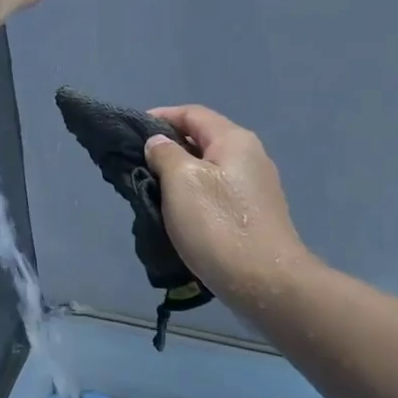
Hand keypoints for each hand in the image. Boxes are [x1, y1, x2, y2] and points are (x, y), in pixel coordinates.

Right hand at [144, 105, 311, 311]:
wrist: (266, 283)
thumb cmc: (219, 226)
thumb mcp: (181, 182)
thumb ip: (165, 154)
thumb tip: (159, 143)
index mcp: (234, 140)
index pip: (192, 114)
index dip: (160, 117)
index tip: (131, 133)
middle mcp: (250, 156)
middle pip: (202, 140)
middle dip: (168, 148)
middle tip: (138, 165)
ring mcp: (256, 187)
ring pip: (209, 169)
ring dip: (180, 175)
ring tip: (152, 190)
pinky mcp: (254, 214)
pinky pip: (217, 193)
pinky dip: (195, 195)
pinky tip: (179, 214)